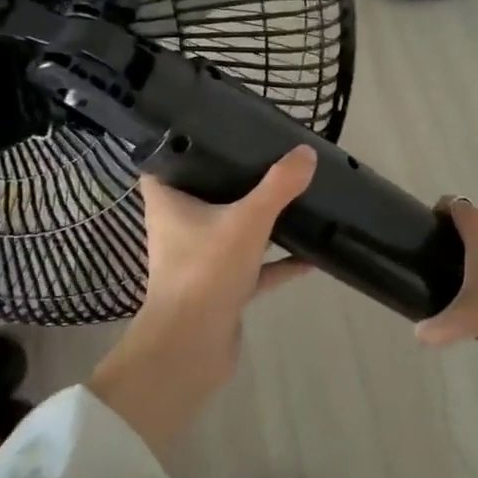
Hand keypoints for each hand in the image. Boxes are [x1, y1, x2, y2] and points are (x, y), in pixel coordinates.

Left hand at [88, 146, 317, 451]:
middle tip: (265, 156)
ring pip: (232, 231)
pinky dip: (279, 262)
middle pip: (204, 194)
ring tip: (292, 197)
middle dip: (232, 178)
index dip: (184, 145)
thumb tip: (306, 153)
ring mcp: (201, 260)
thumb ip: (278, 186)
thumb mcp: (247, 220)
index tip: (215, 129)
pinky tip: (311, 256)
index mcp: (169, 204)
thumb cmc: (205, 272)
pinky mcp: (222, 288)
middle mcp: (179, 228)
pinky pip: (255, 268)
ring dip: (259, 220)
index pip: (166, 163)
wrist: (192, 348)